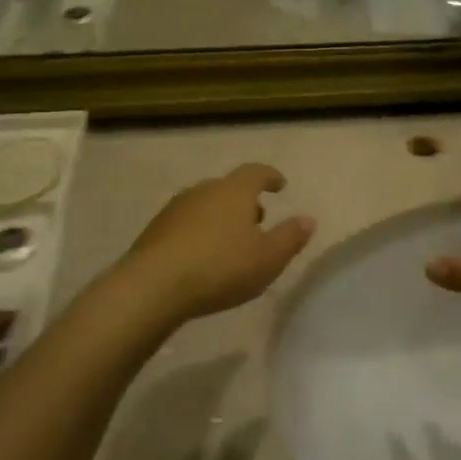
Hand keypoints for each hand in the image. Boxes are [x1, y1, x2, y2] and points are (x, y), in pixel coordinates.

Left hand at [117, 164, 315, 325]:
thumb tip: (308, 219)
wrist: (152, 286)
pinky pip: (186, 223)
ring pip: (206, 205)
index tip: (280, 184)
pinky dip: (199, 232)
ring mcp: (176, 208)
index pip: (256, 172)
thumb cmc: (220, 268)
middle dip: (245, 201)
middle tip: (257, 220)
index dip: (270, 176)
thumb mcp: (268, 259)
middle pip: (229, 188)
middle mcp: (204, 190)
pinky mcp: (155, 230)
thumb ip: (290, 237)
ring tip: (230, 242)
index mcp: (234, 191)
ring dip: (221, 217)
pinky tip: (202, 256)